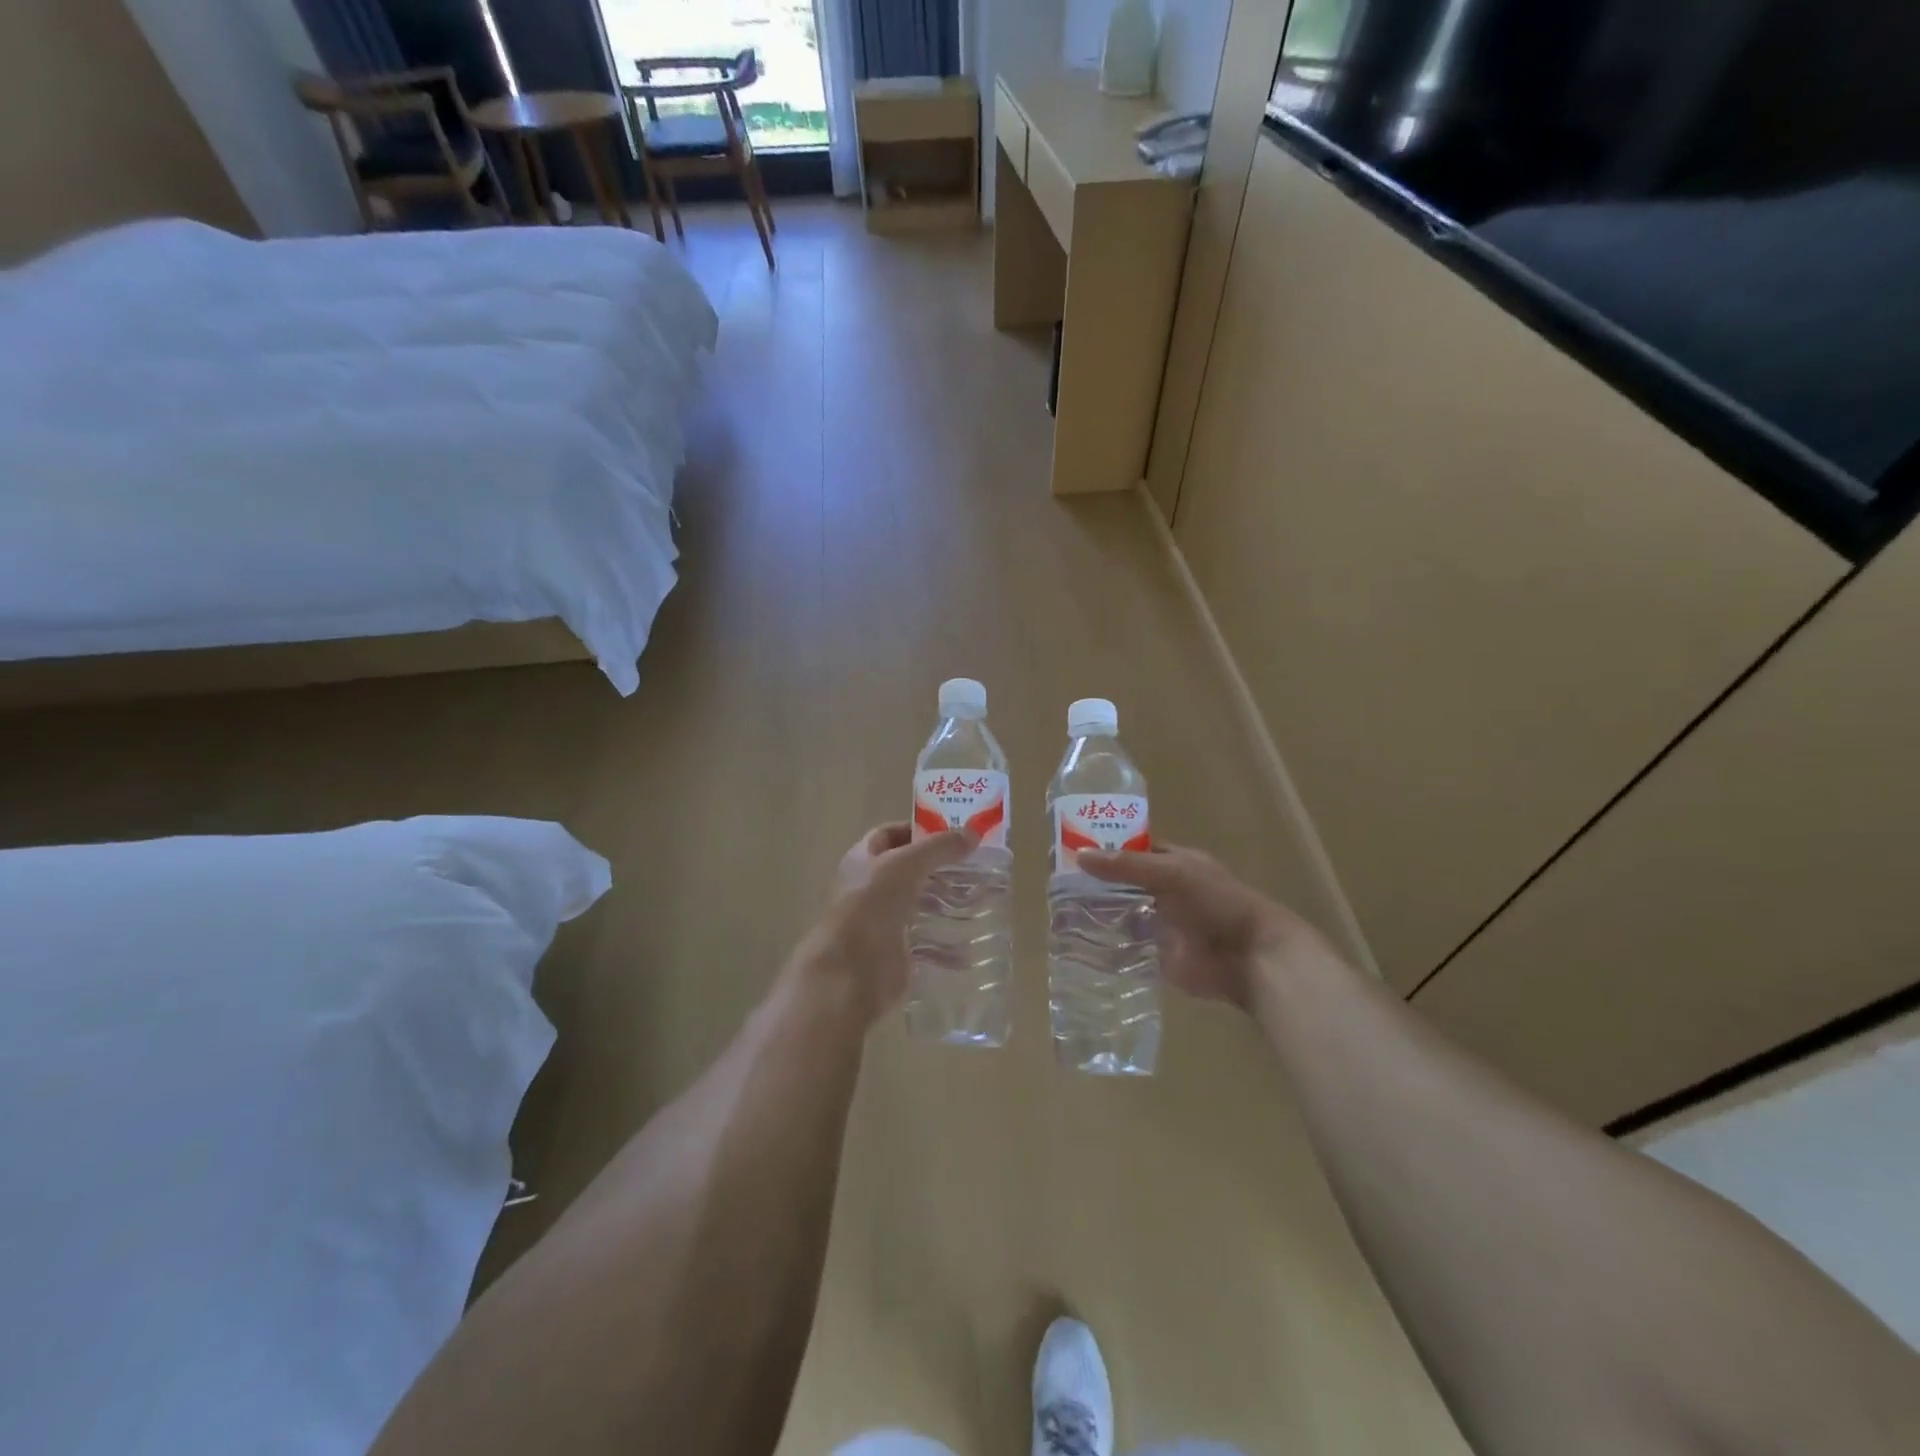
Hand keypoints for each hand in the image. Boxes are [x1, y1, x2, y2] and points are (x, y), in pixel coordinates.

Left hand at [795, 821, 975, 1022]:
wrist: (850, 970)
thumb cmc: (871, 905)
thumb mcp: (906, 864)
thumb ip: (939, 847)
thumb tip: (973, 832)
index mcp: (863, 858)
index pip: (891, 834)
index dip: (920, 829)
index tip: (954, 832)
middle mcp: (870, 886)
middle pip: (909, 868)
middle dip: (940, 865)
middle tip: (976, 863)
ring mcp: (883, 919)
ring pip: (920, 903)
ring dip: (947, 900)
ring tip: (979, 896)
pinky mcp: (897, 949)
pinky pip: (927, 941)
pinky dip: (949, 941)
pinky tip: (973, 937)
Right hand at [1079, 843, 1336, 1011]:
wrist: (1249, 958)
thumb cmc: (1217, 902)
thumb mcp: (1172, 873)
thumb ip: (1127, 866)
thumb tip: (1079, 856)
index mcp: (1174, 862)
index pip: (1134, 848)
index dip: (1106, 846)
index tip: (1071, 846)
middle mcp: (1165, 890)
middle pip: (1123, 882)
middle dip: (1096, 881)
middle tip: (1056, 880)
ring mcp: (1160, 923)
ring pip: (1122, 913)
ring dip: (1097, 912)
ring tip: (1057, 909)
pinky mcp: (1156, 955)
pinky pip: (1126, 946)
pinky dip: (1105, 944)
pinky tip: (1076, 941)